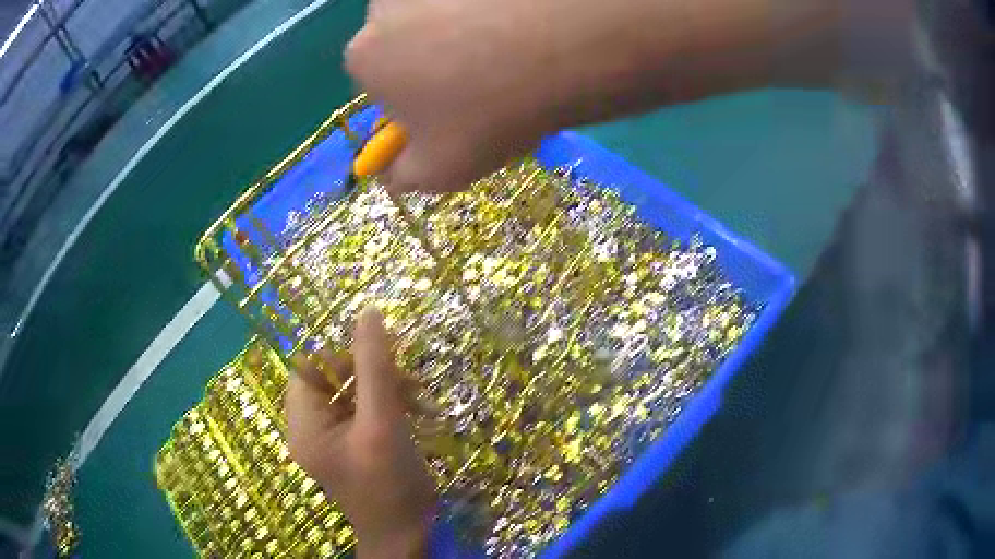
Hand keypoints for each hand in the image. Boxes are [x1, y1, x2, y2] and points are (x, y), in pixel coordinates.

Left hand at [285, 307, 436, 558]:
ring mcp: (332, 437)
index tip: (380, 359)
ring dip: (387, 388)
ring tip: (421, 399)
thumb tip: (368, 313)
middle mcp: (310, 427)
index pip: (309, 367)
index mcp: (304, 423)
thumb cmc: (389, 483)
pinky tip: (418, 412)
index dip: (341, 355)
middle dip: (372, 374)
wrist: (407, 534)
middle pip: (332, 377)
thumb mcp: (382, 422)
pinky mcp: (352, 443)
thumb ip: (375, 367)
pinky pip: (365, 409)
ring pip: (353, 391)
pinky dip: (390, 405)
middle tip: (409, 382)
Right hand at [345, 0, 554, 192]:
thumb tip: (389, 172)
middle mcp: (384, 9)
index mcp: (365, 57)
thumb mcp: (440, 170)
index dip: (417, 99)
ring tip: (513, 50)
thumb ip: (402, 175)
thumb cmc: (488, 113)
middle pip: (406, 40)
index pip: (381, 82)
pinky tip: (521, 22)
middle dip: (436, 59)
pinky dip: (491, 9)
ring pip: (439, 12)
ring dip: (464, 28)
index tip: (457, 107)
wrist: (563, 48)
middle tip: (491, 77)